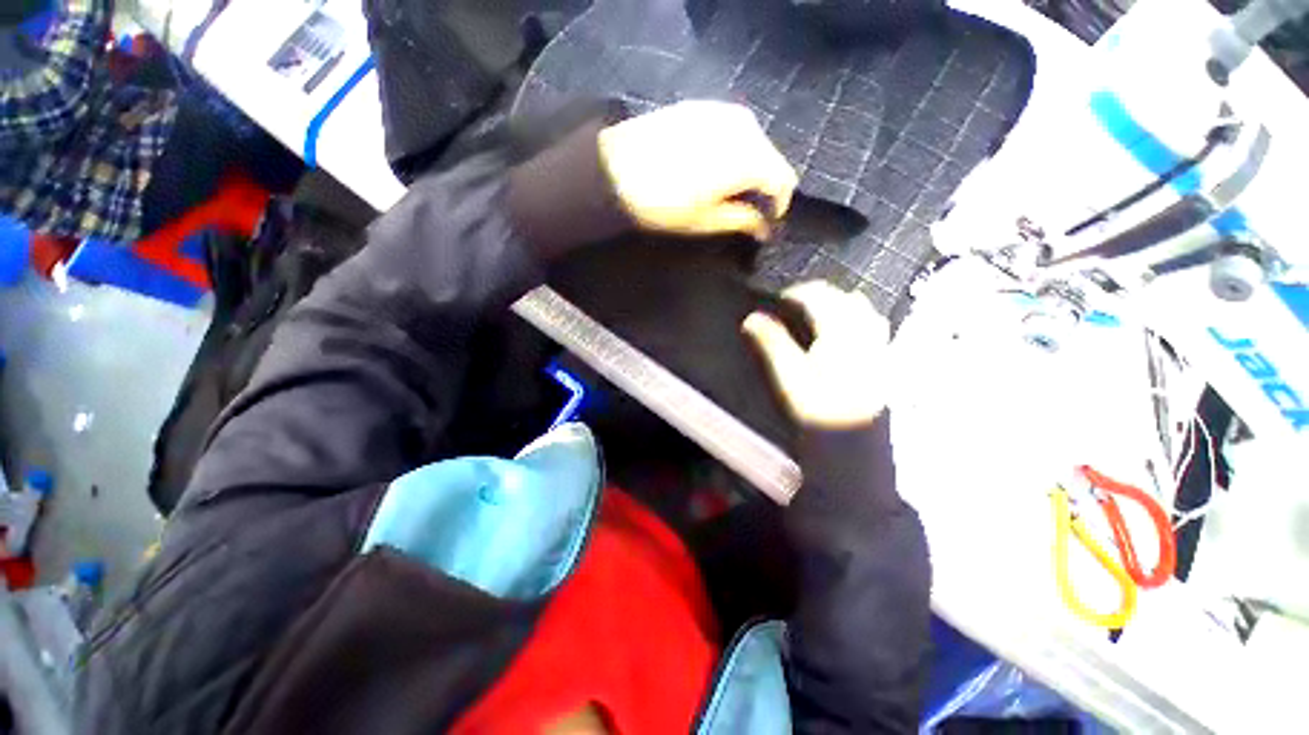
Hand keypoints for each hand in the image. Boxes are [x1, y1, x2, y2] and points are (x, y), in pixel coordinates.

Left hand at [598, 100, 798, 240]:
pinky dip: (732, 148)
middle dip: (765, 184)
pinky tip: (713, 165)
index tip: (767, 220)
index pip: (783, 180)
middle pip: (771, 157)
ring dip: (749, 165)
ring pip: (753, 140)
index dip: (779, 204)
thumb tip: (763, 229)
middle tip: (748, 206)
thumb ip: (742, 221)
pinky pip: (731, 128)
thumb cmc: (665, 203)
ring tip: (730, 187)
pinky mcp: (701, 105)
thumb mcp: (706, 220)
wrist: (615, 169)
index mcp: (750, 157)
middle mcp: (744, 126)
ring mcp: (722, 110)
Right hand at [743, 281, 890, 428]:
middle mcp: (862, 331)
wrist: (855, 441)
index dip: (795, 292)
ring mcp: (877, 345)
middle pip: (842, 297)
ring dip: (840, 304)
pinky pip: (874, 326)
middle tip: (796, 306)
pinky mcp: (883, 360)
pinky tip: (847, 333)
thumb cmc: (818, 408)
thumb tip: (752, 318)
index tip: (778, 300)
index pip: (817, 296)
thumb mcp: (789, 375)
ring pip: (862, 309)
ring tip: (820, 314)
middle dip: (819, 295)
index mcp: (837, 331)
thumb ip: (771, 343)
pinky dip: (857, 319)